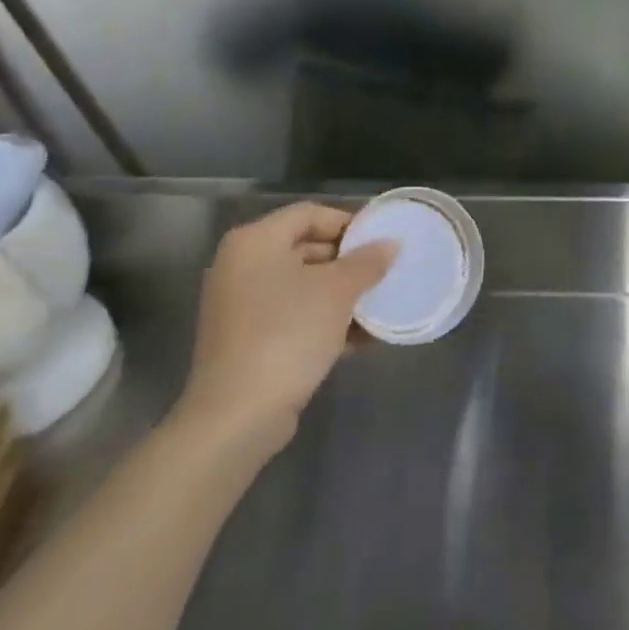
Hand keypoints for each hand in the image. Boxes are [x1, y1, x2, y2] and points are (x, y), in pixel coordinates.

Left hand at [169, 203, 396, 462]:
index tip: (382, 242)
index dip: (349, 223)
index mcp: (255, 242)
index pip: (310, 213)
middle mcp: (241, 266)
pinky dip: (323, 320)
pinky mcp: (246, 339)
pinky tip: (360, 338)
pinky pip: (292, 315)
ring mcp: (240, 305)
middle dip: (348, 262)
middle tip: (384, 273)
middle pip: (305, 247)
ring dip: (341, 294)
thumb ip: (367, 262)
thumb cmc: (287, 335)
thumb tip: (391, 244)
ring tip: (378, 306)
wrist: (237, 416)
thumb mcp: (338, 292)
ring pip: (302, 285)